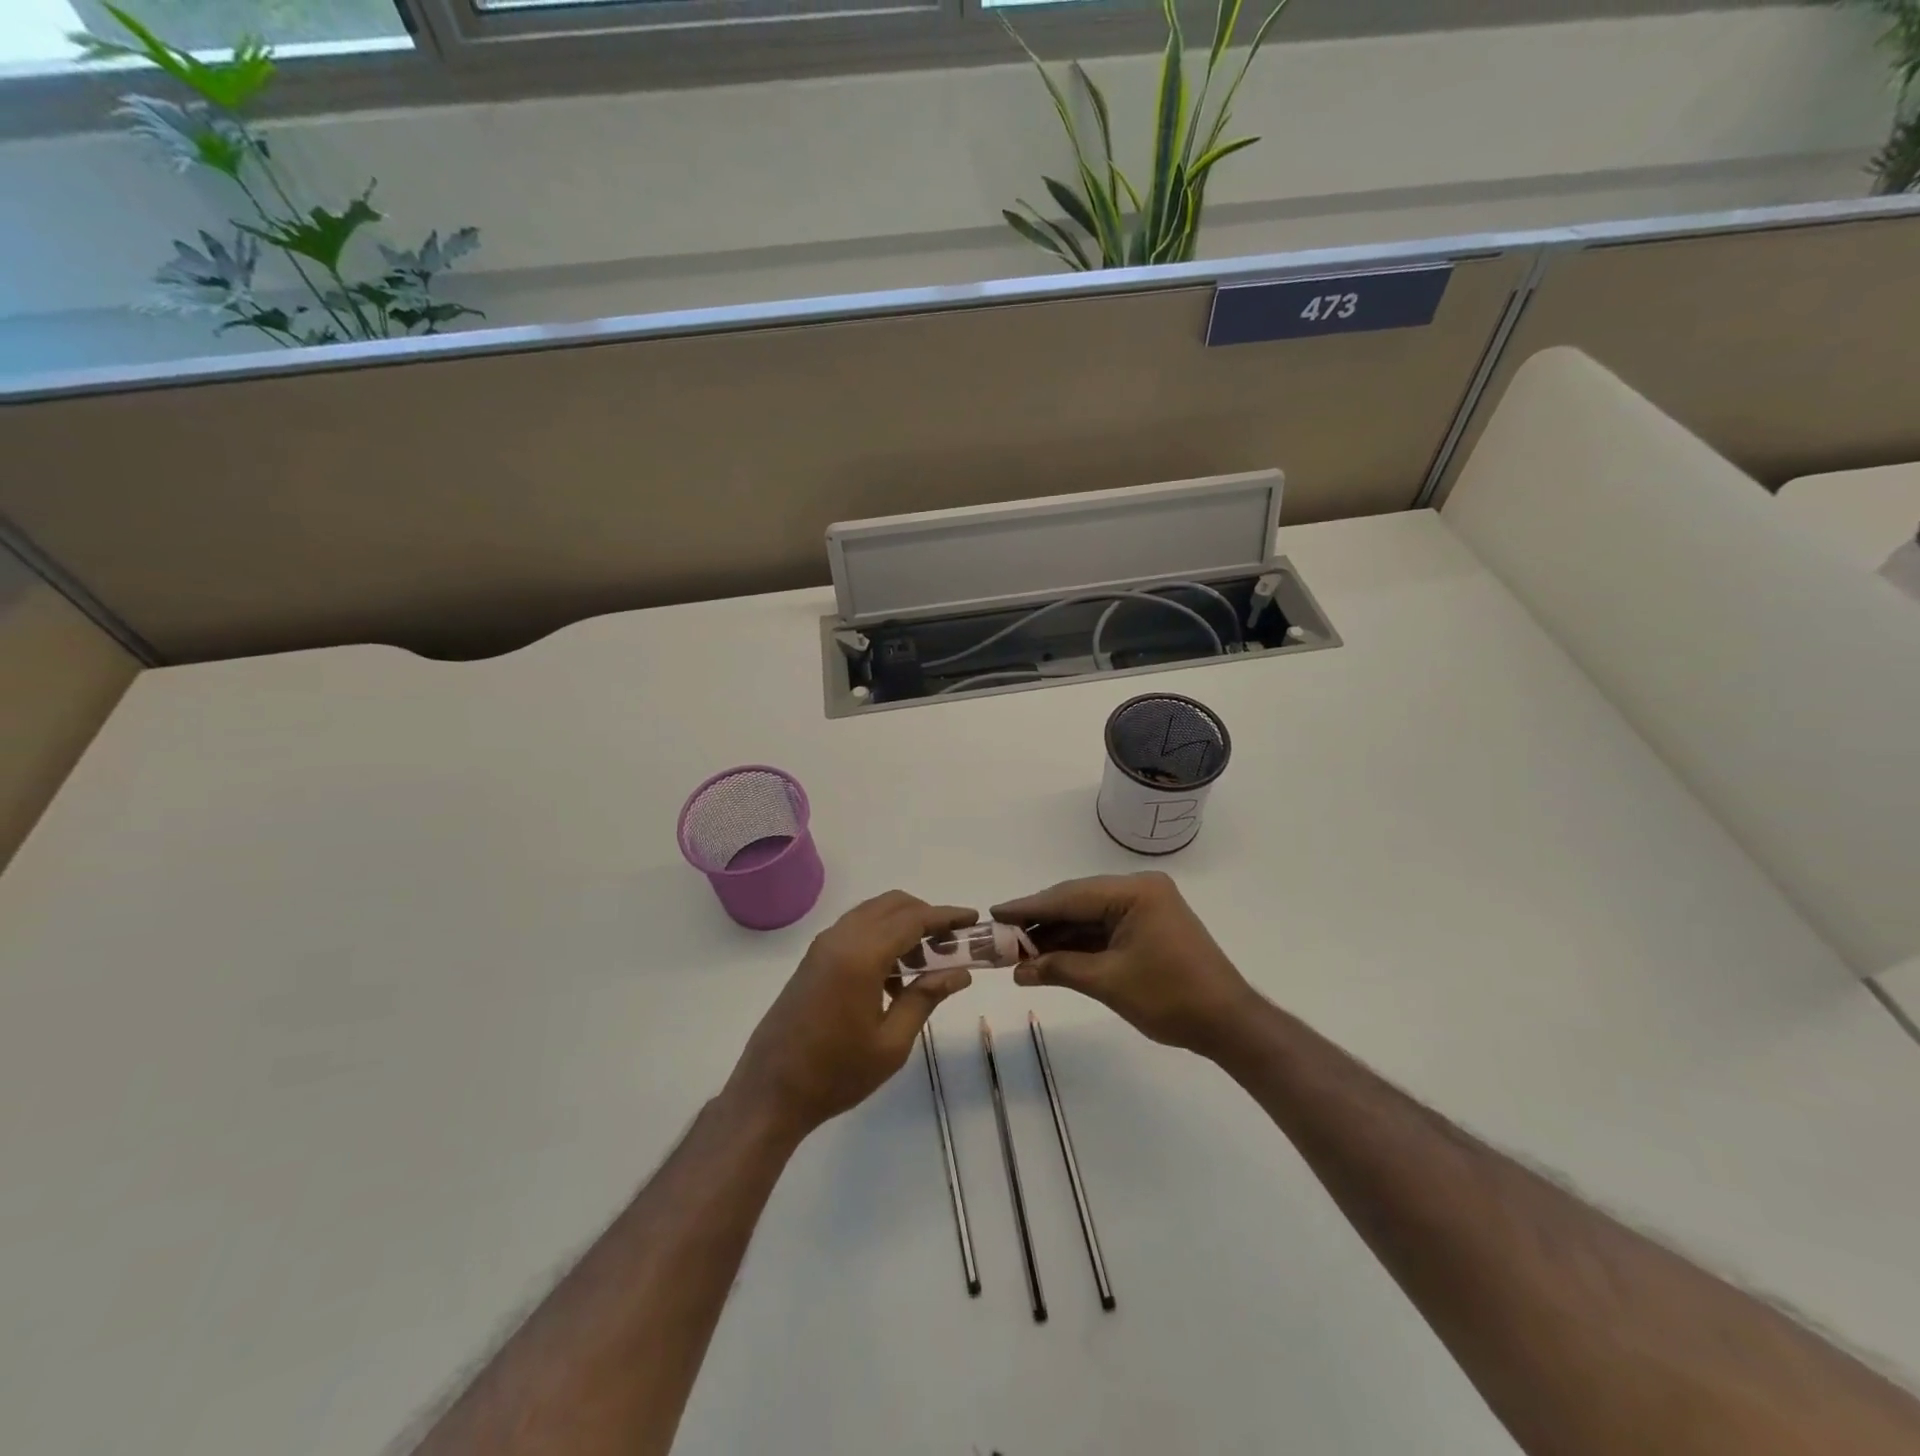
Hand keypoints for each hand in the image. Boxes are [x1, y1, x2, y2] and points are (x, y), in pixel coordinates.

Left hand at [726, 892, 977, 1139]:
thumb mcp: (891, 1043)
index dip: (946, 916)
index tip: (973, 919)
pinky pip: (855, 929)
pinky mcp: (813, 958)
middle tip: (952, 942)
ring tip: (927, 961)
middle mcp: (841, 938)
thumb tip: (960, 973)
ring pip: (872, 913)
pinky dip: (881, 936)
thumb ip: (926, 998)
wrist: (769, 1092)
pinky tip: (894, 975)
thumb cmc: (836, 1074)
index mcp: (861, 956)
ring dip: (903, 924)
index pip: (914, 919)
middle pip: (892, 905)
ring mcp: (823, 946)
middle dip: (926, 915)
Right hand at [992, 872, 1258, 1058]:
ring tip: (1018, 950)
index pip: (1070, 896)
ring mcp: (1146, 907)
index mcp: (1135, 892)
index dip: (1029, 907)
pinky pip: (1104, 928)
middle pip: (1077, 902)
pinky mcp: (1148, 926)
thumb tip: (1017, 969)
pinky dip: (1079, 943)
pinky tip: (1050, 954)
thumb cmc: (1171, 998)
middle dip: (1040, 921)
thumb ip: (1060, 968)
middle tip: (1001, 935)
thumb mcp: (1109, 982)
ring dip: (1057, 935)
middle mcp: (1140, 890)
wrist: (1229, 1024)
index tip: (994, 912)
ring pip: (1089, 916)